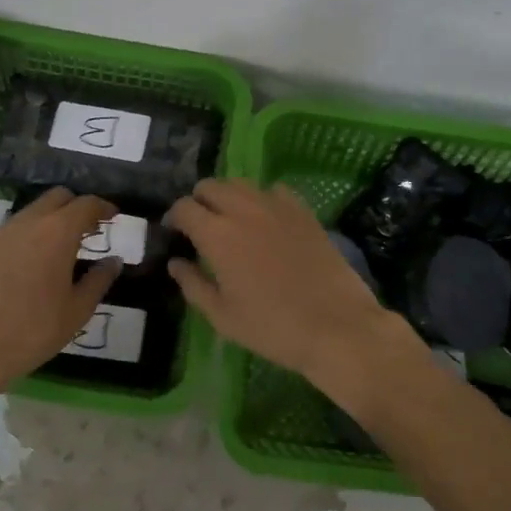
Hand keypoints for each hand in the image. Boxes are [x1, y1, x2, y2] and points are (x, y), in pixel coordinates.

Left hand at [0, 188, 122, 404]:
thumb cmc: (33, 330)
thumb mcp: (77, 310)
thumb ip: (99, 280)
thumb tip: (114, 261)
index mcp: (57, 232)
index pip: (85, 203)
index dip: (102, 206)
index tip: (112, 216)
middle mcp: (27, 223)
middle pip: (56, 197)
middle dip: (75, 207)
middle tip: (87, 229)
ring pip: (30, 213)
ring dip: (49, 221)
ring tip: (58, 249)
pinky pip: (9, 233)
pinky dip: (25, 238)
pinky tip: (27, 266)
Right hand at [166, 179, 427, 397]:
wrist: (336, 325)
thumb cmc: (272, 327)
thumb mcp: (223, 317)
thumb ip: (193, 285)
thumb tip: (176, 262)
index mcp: (217, 235)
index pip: (184, 207)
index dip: (174, 217)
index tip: (174, 233)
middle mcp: (244, 210)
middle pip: (210, 185)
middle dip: (199, 201)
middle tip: (200, 226)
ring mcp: (277, 206)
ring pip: (241, 183)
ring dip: (228, 196)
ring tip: (231, 220)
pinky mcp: (303, 211)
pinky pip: (274, 190)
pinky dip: (262, 198)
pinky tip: (266, 220)